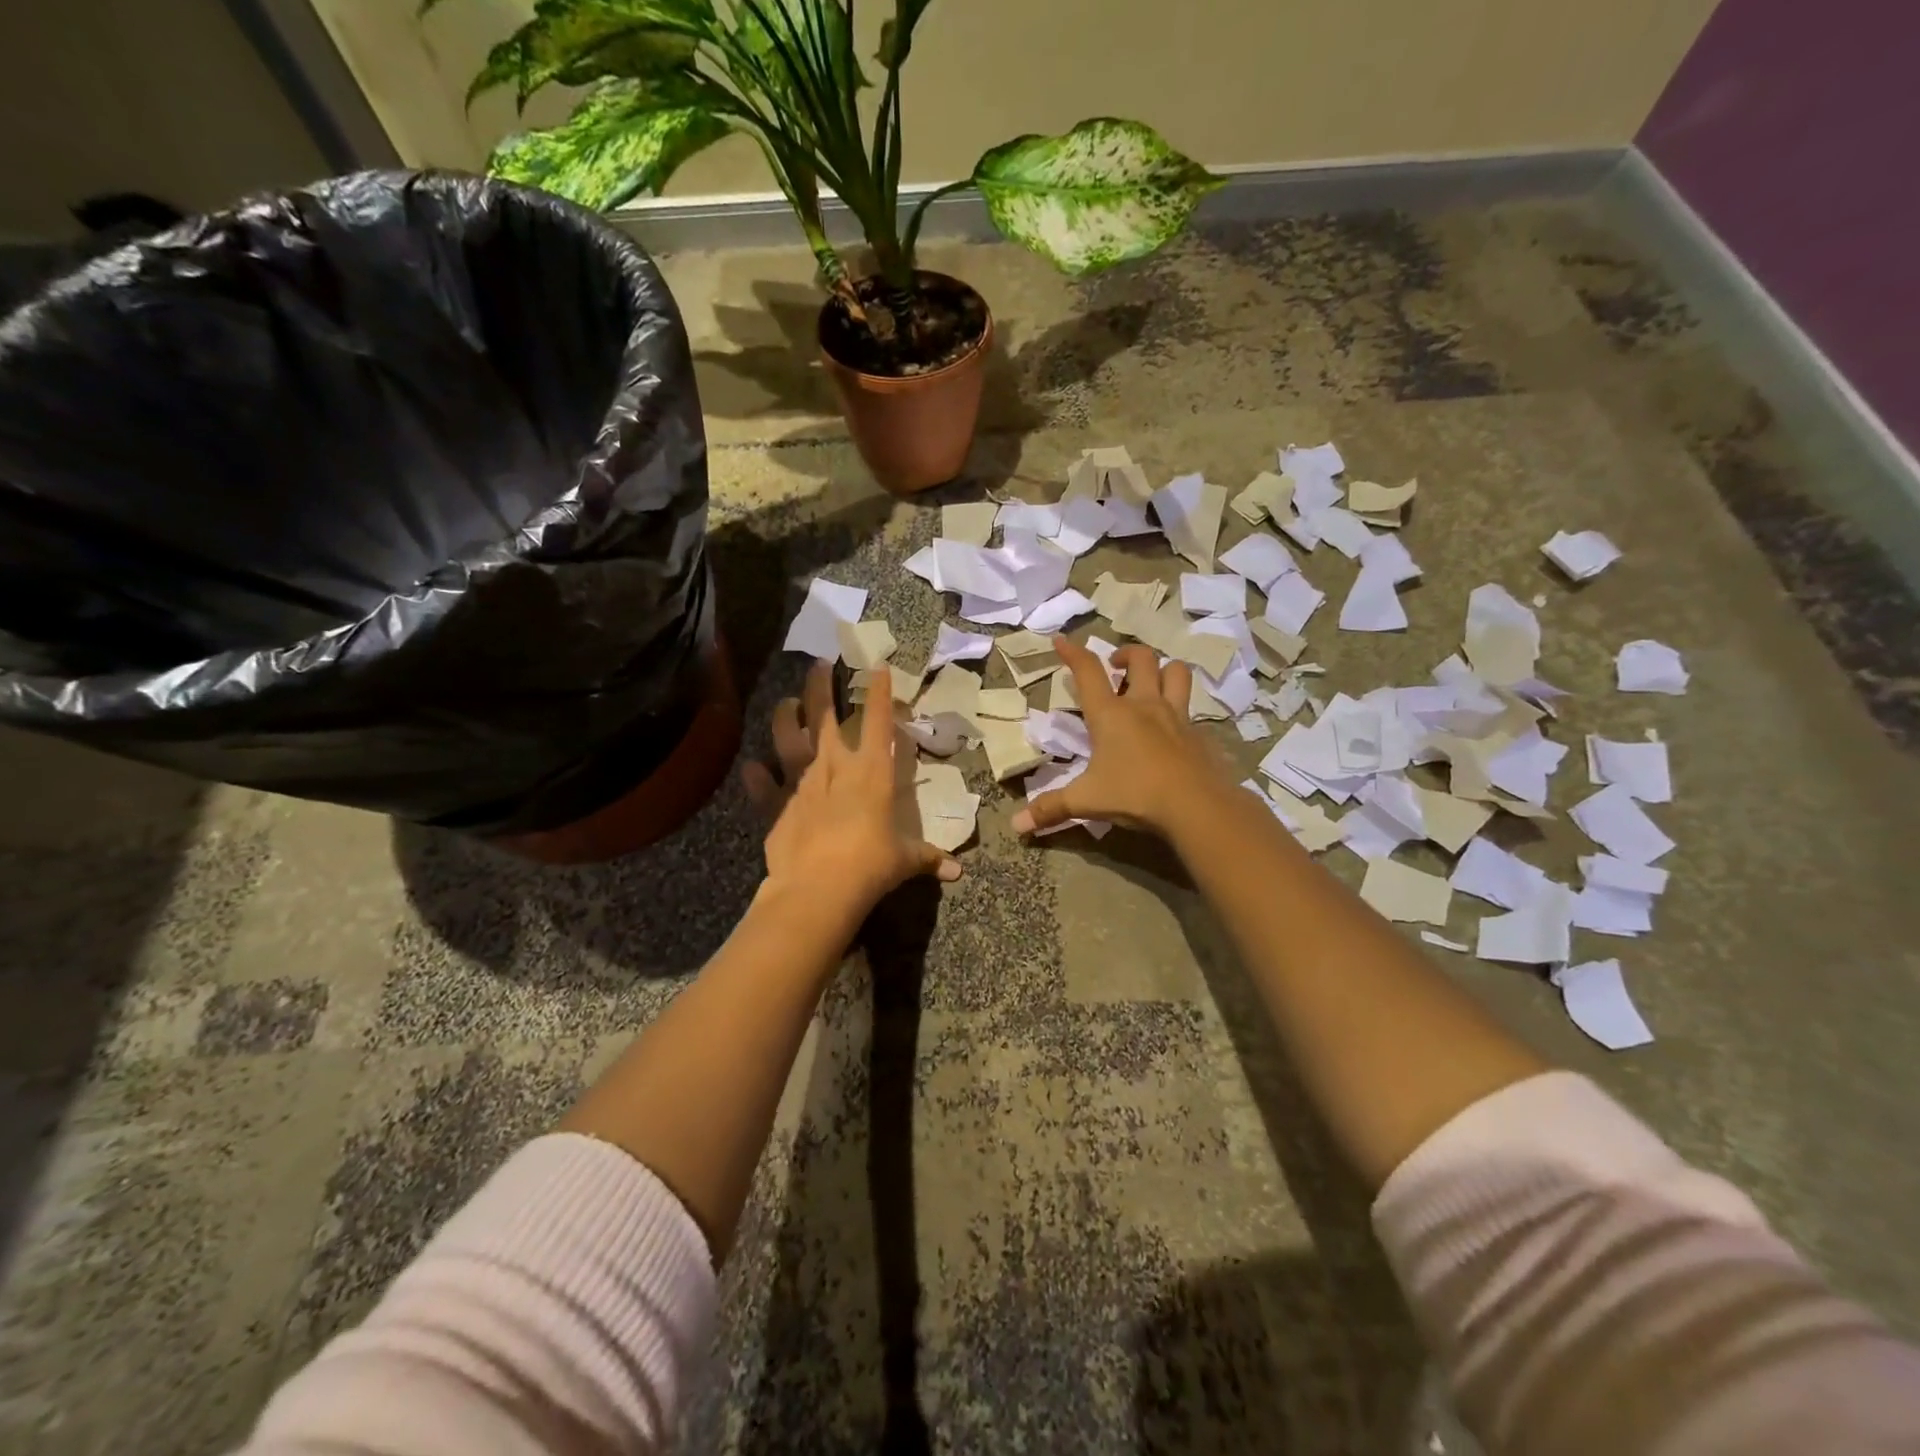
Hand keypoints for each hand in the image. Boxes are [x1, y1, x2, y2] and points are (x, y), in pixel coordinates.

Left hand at [743, 662, 961, 916]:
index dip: (879, 692)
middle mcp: (834, 767)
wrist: (819, 889)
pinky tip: (753, 767)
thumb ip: (927, 858)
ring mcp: (800, 783)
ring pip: (787, 737)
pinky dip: (757, 776)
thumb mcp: (905, 861)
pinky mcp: (774, 806)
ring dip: (784, 716)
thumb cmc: (871, 866)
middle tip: (819, 663)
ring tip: (786, 701)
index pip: (878, 721)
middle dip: (820, 685)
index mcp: (871, 772)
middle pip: (823, 714)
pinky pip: (763, 785)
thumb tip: (956, 871)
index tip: (877, 666)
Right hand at [1012, 637, 1232, 837]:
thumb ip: (1051, 809)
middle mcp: (1144, 705)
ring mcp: (1176, 716)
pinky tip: (1172, 727)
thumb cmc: (1134, 794)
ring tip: (1150, 682)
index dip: (1073, 652)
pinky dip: (1181, 708)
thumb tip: (1016, 825)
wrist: (1196, 806)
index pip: (1088, 671)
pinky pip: (1191, 709)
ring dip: (1162, 669)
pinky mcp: (1198, 733)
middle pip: (1141, 659)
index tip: (1061, 640)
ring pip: (1176, 672)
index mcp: (1111, 714)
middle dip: (1125, 654)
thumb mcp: (1086, 802)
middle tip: (1115, 665)